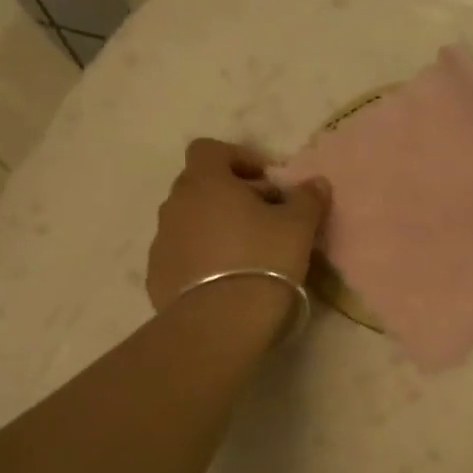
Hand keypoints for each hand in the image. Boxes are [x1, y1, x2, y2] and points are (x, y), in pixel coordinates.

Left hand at [146, 139, 329, 310]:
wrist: (220, 322)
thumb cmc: (262, 259)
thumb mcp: (298, 226)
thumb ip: (307, 198)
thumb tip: (315, 183)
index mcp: (205, 182)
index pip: (209, 150)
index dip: (237, 158)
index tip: (265, 180)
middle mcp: (175, 205)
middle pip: (200, 185)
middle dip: (230, 194)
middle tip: (264, 217)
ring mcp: (161, 241)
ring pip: (189, 221)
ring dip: (215, 226)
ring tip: (246, 252)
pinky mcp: (157, 275)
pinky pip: (181, 254)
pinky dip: (201, 257)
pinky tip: (226, 279)